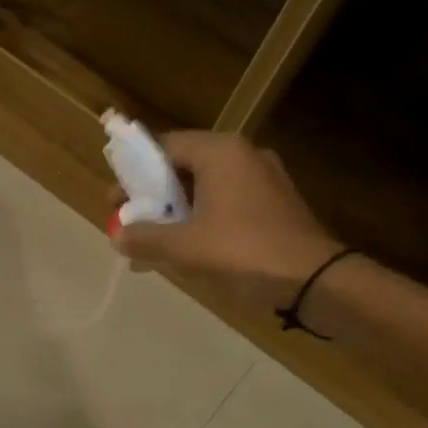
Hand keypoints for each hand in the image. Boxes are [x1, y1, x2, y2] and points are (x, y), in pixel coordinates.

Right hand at [113, 132, 342, 312]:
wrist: (313, 280)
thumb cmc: (242, 253)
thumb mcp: (182, 248)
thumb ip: (144, 238)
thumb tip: (117, 236)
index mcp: (220, 153)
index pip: (164, 147)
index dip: (133, 174)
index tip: (115, 203)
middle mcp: (243, 156)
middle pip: (183, 167)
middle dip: (152, 197)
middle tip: (131, 224)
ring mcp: (263, 180)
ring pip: (204, 189)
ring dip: (174, 213)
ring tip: (152, 244)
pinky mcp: (273, 205)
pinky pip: (224, 205)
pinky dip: (200, 221)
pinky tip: (186, 251)